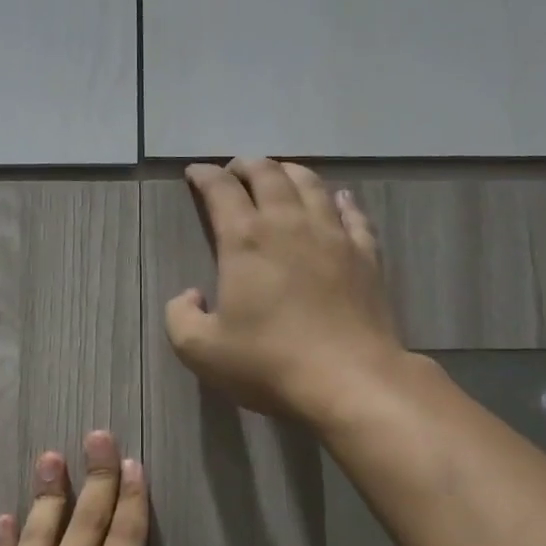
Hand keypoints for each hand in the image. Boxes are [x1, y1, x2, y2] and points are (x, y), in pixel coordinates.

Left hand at [0, 432, 209, 545]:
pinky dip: (4, 538)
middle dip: (94, 477)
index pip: (126, 539)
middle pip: (84, 523)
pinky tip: (6, 517)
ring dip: (47, 493)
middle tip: (95, 435)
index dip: (131, 497)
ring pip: (37, 534)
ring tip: (51, 457)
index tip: (130, 463)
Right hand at [166, 159, 402, 423]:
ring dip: (290, 172)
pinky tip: (338, 198)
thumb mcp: (200, 350)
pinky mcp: (365, 255)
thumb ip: (180, 317)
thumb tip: (190, 296)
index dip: (205, 176)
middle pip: (268, 175)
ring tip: (280, 173)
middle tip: (235, 169)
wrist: (350, 379)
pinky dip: (341, 200)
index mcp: (245, 240)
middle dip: (247, 165)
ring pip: (311, 185)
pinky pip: (353, 214)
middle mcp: (288, 225)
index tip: (195, 172)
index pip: (221, 191)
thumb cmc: (269, 362)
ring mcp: (333, 236)